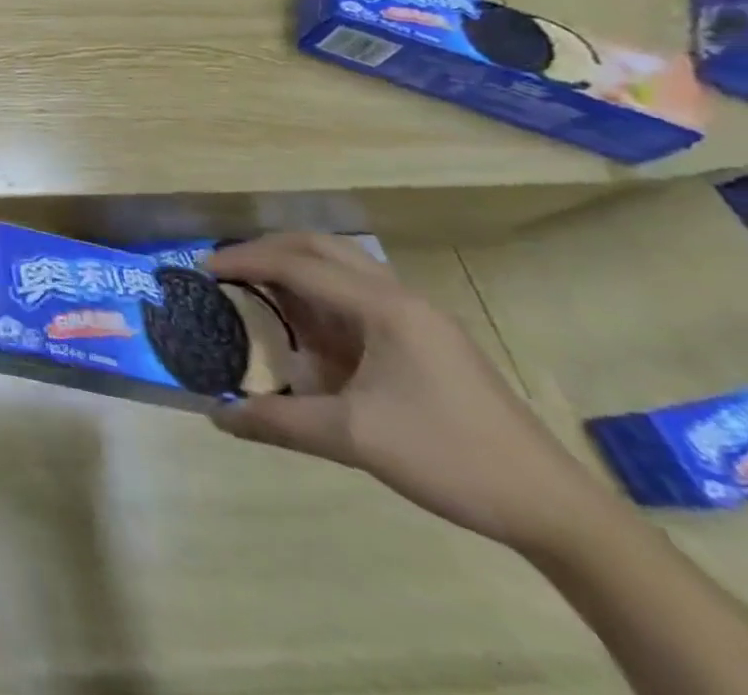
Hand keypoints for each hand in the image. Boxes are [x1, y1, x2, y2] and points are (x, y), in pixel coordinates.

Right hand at [203, 234, 611, 554]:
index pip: (299, 265)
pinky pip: (358, 298)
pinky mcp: (425, 342)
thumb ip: (280, 421)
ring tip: (255, 289)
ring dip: (296, 270)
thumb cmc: (451, 459)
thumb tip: (217, 415)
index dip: (245, 261)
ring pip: (343, 269)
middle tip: (227, 267)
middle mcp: (400, 299)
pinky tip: (303, 328)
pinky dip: (319, 298)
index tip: (202, 268)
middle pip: (322, 248)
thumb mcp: (355, 439)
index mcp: (385, 308)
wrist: (555, 510)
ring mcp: (417, 319)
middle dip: (268, 250)